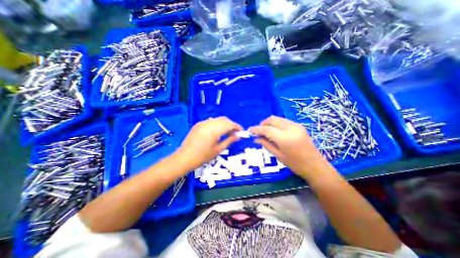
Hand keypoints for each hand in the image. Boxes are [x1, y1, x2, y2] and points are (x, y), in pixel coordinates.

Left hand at [176, 117, 241, 170]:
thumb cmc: (202, 156)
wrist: (184, 158)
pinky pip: (211, 121)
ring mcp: (203, 122)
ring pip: (218, 119)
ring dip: (224, 124)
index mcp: (214, 130)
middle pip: (224, 120)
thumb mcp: (218, 149)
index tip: (242, 131)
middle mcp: (209, 123)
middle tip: (235, 133)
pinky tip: (218, 131)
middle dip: (231, 125)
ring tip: (227, 132)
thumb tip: (238, 136)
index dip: (237, 126)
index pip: (229, 124)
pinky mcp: (198, 124)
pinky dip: (217, 124)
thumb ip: (229, 141)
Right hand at [250, 116, 332, 178]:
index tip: (250, 130)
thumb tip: (255, 138)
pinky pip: (284, 121)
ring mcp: (297, 126)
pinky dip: (277, 124)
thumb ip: (266, 144)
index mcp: (285, 138)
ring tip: (265, 131)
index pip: (267, 129)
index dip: (256, 129)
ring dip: (270, 123)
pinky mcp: (299, 126)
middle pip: (273, 120)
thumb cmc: (295, 164)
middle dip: (263, 123)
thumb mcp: (278, 155)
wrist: (315, 166)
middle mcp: (291, 128)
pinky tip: (275, 131)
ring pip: (278, 119)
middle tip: (258, 131)